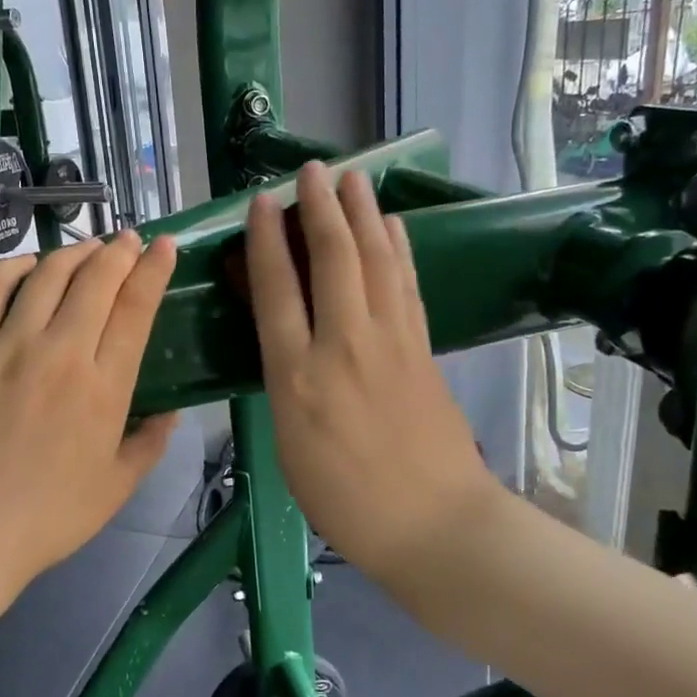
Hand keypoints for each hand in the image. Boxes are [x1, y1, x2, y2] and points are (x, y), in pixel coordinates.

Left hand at [0, 230, 179, 590]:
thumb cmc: (51, 516)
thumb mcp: (119, 487)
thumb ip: (151, 443)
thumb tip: (172, 412)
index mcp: (106, 388)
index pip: (136, 308)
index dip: (154, 269)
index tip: (164, 246)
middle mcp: (62, 355)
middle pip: (96, 280)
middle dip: (119, 251)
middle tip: (129, 240)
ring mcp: (10, 348)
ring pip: (48, 275)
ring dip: (74, 252)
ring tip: (88, 247)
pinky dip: (12, 267)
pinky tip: (28, 264)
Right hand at [245, 162, 499, 580]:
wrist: (434, 525)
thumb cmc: (344, 499)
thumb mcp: (289, 444)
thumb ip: (283, 381)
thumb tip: (281, 336)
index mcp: (297, 376)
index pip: (277, 289)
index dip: (267, 239)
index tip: (263, 201)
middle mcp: (344, 345)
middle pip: (332, 259)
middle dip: (321, 208)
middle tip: (313, 170)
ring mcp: (391, 343)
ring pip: (376, 261)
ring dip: (363, 214)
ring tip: (355, 178)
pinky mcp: (423, 348)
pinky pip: (407, 285)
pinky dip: (398, 249)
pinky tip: (394, 227)